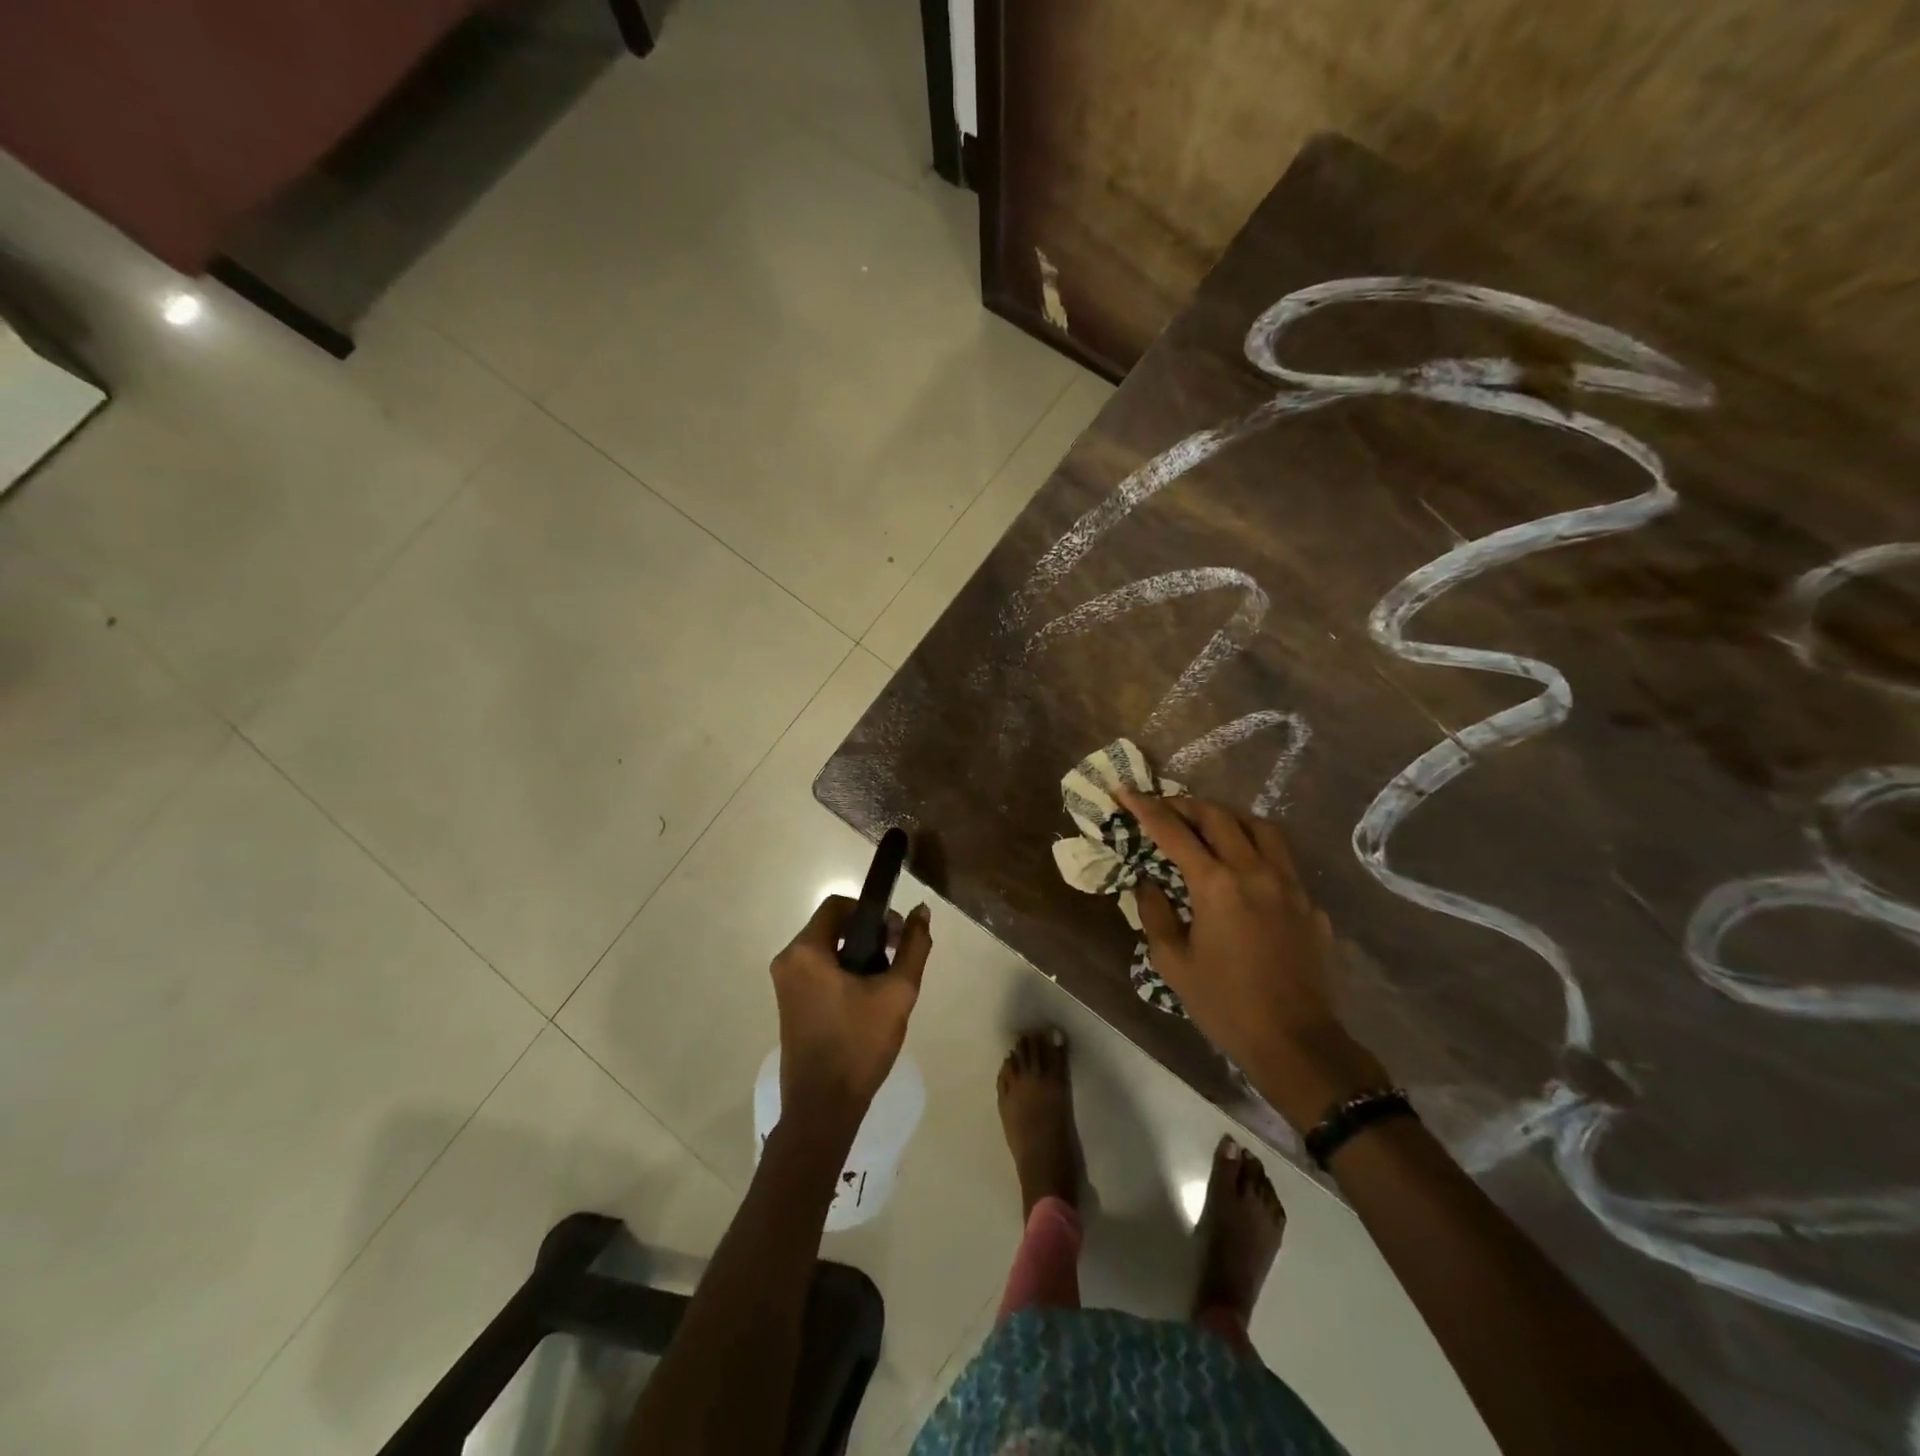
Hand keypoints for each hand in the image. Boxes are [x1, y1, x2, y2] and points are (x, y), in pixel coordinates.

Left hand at [770, 896, 931, 1136]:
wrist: (823, 1107)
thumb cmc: (859, 1044)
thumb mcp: (897, 993)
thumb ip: (914, 947)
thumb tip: (922, 911)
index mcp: (806, 951)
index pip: (838, 905)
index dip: (872, 911)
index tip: (896, 936)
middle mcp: (788, 960)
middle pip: (832, 925)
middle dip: (869, 935)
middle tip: (896, 958)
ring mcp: (785, 983)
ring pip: (827, 948)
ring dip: (858, 954)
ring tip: (885, 982)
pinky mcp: (789, 1002)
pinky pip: (819, 969)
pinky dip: (844, 971)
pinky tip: (867, 998)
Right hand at [1115, 789, 1388, 1130]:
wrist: (1296, 1043)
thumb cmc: (1225, 1005)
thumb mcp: (1173, 963)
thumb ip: (1155, 913)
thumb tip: (1148, 882)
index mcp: (1217, 885)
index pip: (1174, 832)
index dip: (1146, 807)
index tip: (1125, 789)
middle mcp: (1255, 872)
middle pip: (1219, 817)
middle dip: (1186, 805)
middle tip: (1164, 806)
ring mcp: (1290, 886)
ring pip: (1261, 828)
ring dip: (1229, 818)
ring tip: (1209, 826)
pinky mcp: (1311, 905)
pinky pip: (1283, 862)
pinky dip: (1258, 853)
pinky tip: (1247, 874)